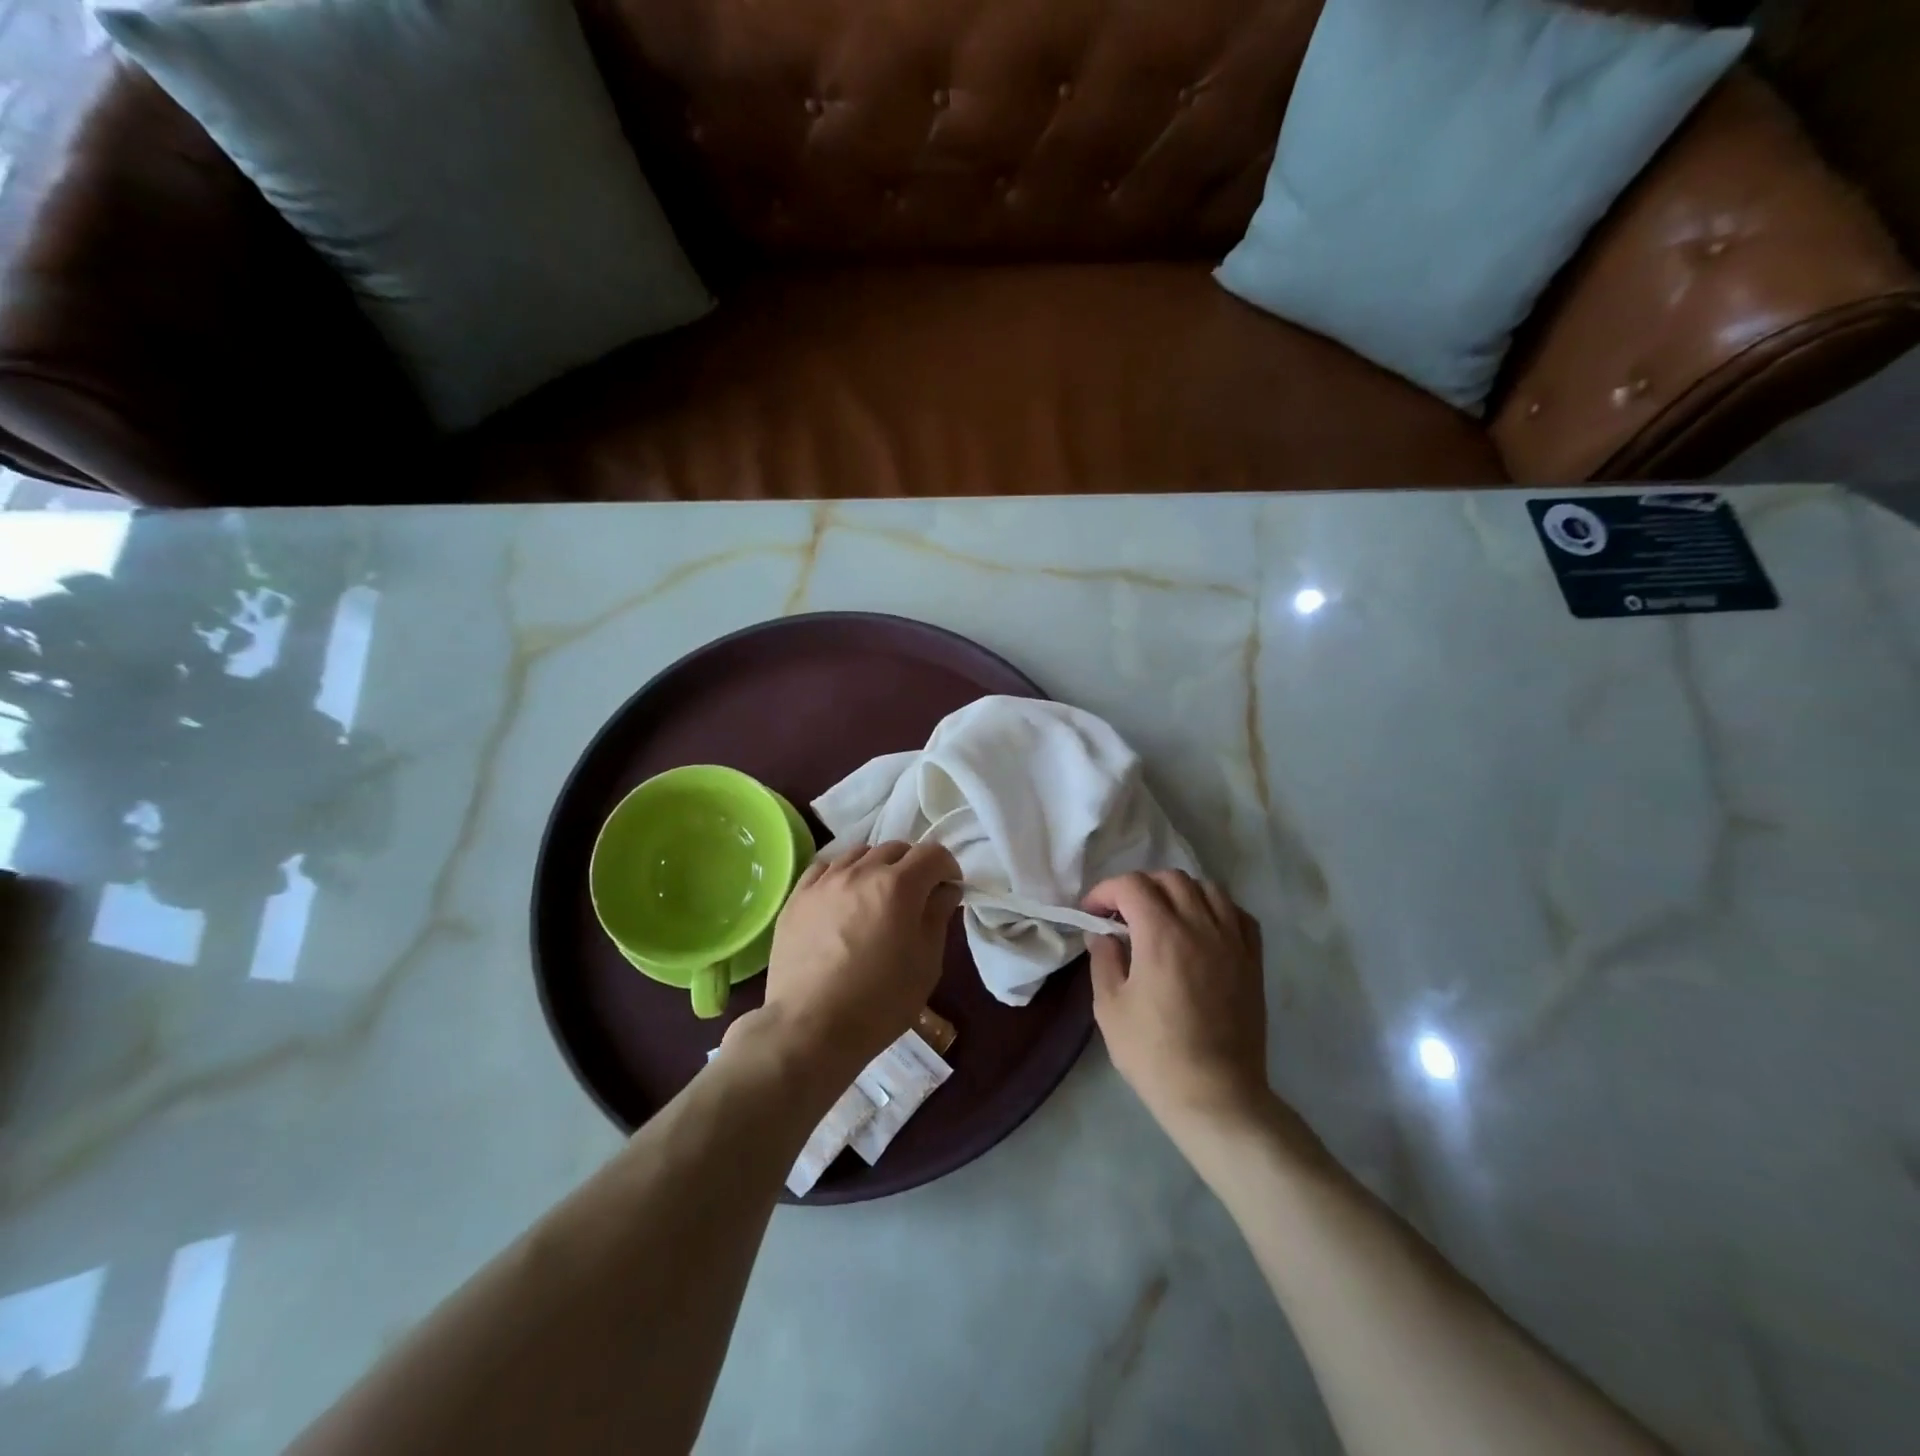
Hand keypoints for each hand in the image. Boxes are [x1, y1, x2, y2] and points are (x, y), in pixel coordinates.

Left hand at [740, 841, 961, 1088]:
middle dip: (913, 865)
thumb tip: (946, 890)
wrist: (810, 1028)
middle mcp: (862, 871)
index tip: (948, 888)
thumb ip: (938, 917)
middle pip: (896, 848)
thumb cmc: (880, 1002)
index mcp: (899, 886)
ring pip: (859, 853)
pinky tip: (843, 895)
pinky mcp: (797, 896)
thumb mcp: (926, 963)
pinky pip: (825, 867)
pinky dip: (842, 873)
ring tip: (877, 895)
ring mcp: (825, 881)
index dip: (947, 866)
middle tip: (916, 895)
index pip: (933, 854)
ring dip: (877, 866)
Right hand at [1083, 871, 1270, 1140]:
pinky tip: (1202, 928)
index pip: (1131, 885)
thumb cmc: (1154, 1054)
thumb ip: (1104, 960)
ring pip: (1207, 888)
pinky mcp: (1252, 960)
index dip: (1106, 891)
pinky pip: (1238, 914)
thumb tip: (1102, 935)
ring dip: (1179, 892)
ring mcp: (1232, 941)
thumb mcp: (1110, 1008)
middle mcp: (1200, 926)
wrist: (1214, 1095)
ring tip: (1164, 916)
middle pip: (1170, 878)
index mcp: (1161, 935)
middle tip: (1123, 914)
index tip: (1092, 913)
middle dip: (1140, 887)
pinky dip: (1216, 909)